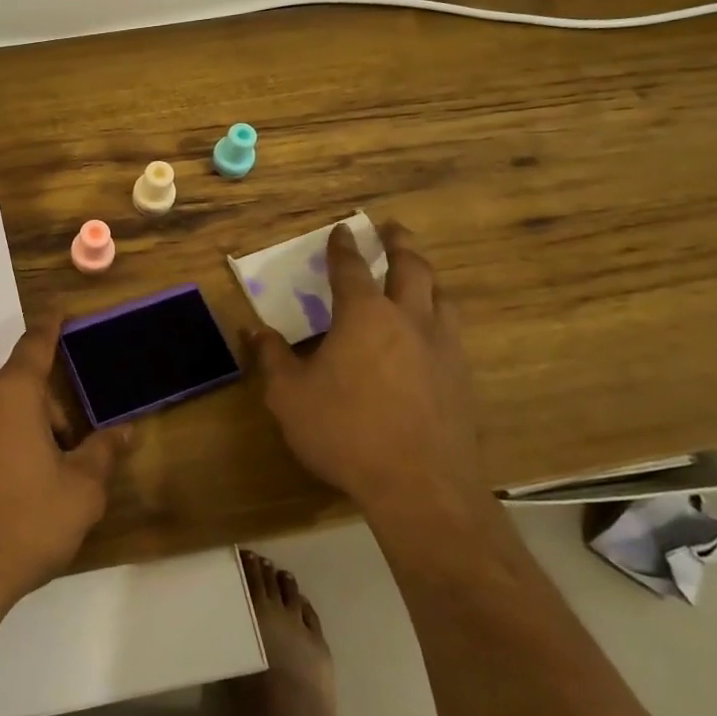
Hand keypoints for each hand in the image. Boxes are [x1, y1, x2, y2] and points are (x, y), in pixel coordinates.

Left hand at [0, 321, 132, 615]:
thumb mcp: (79, 493)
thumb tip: (123, 430)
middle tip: (67, 463)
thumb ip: (103, 452)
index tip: (59, 308)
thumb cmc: (22, 524)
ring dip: (21, 434)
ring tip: (34, 489)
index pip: (36, 345)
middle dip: (49, 415)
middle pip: (21, 390)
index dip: (52, 326)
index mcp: (10, 392)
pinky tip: (1, 497)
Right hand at [245, 222, 488, 529]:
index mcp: (364, 315)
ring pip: (441, 296)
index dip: (343, 246)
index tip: (342, 229)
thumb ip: (272, 358)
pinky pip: (452, 331)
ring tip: (419, 271)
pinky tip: (433, 331)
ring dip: (427, 275)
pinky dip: (440, 315)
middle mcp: (408, 320)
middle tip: (392, 228)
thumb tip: (254, 330)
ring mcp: (442, 348)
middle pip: (411, 267)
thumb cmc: (346, 432)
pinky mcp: (462, 378)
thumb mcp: (290, 396)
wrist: (421, 487)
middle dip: (399, 243)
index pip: (352, 268)